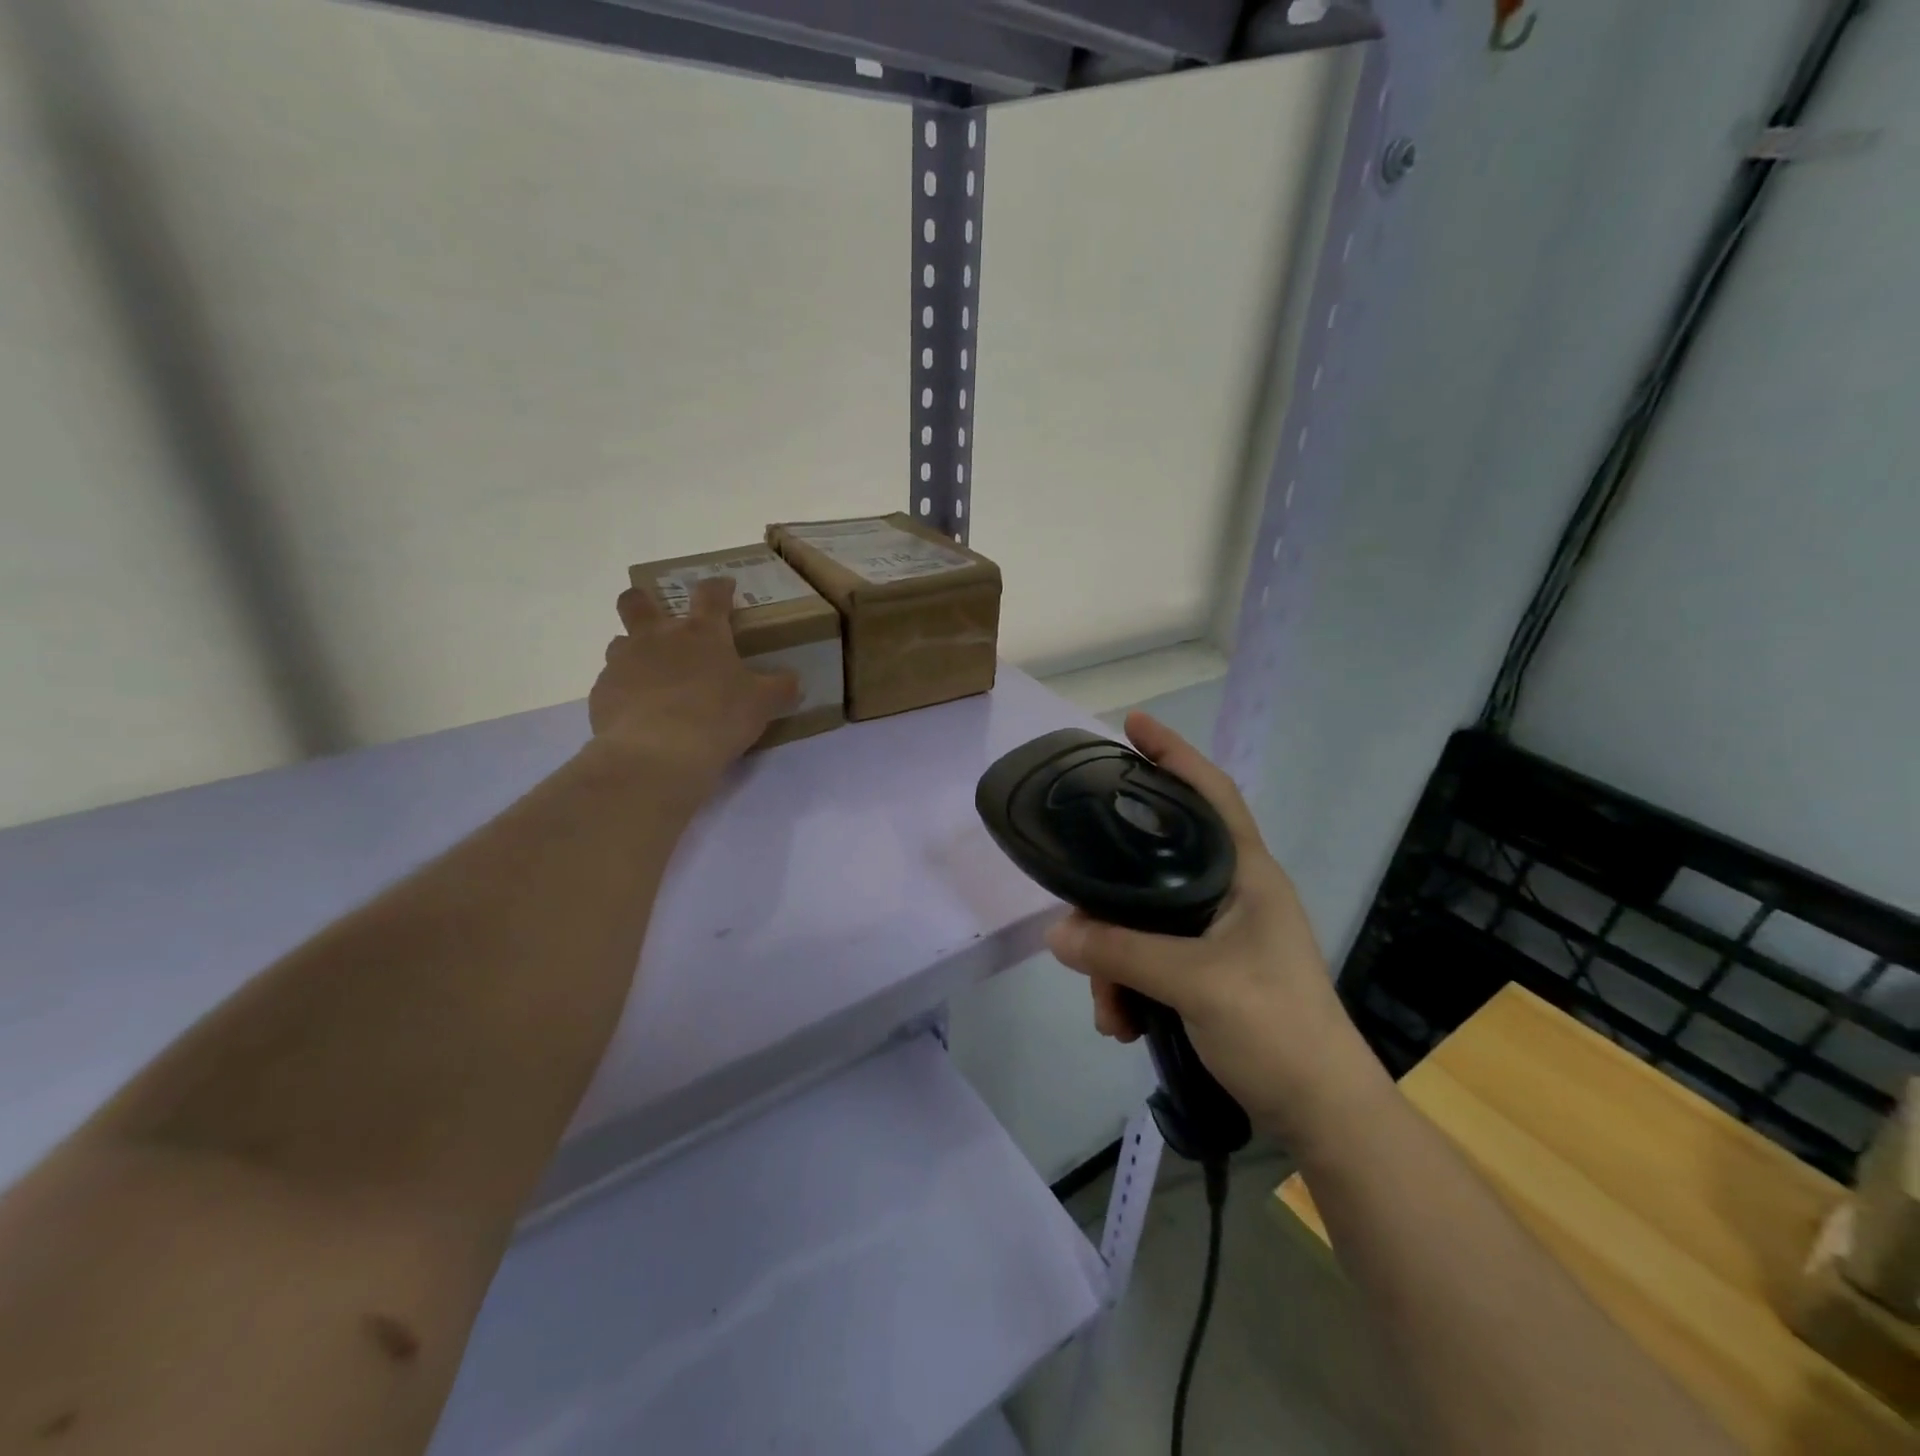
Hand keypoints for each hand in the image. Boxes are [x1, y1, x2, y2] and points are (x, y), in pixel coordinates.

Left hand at [588, 577, 799, 795]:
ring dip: (633, 652)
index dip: (718, 588)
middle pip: (638, 602)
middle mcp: (657, 638)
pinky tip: (638, 715)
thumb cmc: (718, 717)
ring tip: (650, 677)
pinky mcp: (602, 693)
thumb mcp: (762, 704)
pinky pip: (612, 684)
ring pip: (619, 642)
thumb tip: (793, 681)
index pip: (710, 595)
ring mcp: (624, 663)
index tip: (725, 588)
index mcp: (701, 634)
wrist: (657, 753)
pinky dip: (625, 693)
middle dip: (644, 601)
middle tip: (657, 617)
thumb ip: (779, 688)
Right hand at [1045, 712, 1388, 1149]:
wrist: (1322, 1113)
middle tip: (1076, 916)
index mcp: (1246, 873)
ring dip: (1114, 961)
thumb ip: (1121, 952)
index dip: (1173, 753)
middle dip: (1110, 898)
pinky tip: (1122, 1023)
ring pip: (1145, 920)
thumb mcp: (1194, 983)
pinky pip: (1151, 959)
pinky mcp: (1209, 971)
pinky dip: (1129, 985)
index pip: (1210, 792)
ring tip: (1108, 1010)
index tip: (1131, 725)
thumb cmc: (1275, 1028)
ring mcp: (1220, 934)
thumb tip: (1056, 932)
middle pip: (1155, 864)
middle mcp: (1232, 893)